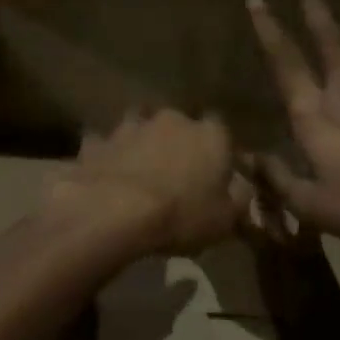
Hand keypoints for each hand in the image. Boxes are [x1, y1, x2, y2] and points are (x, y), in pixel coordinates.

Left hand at [46, 109, 246, 257]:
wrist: (114, 211)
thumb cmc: (181, 215)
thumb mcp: (225, 219)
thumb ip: (238, 197)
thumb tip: (241, 186)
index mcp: (209, 135)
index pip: (220, 129)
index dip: (217, 149)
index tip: (214, 169)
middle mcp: (171, 120)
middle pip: (178, 123)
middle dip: (177, 140)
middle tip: (174, 169)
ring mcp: (130, 126)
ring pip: (138, 124)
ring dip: (140, 140)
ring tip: (138, 164)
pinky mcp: (97, 141)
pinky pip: (103, 144)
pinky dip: (106, 154)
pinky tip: (105, 170)